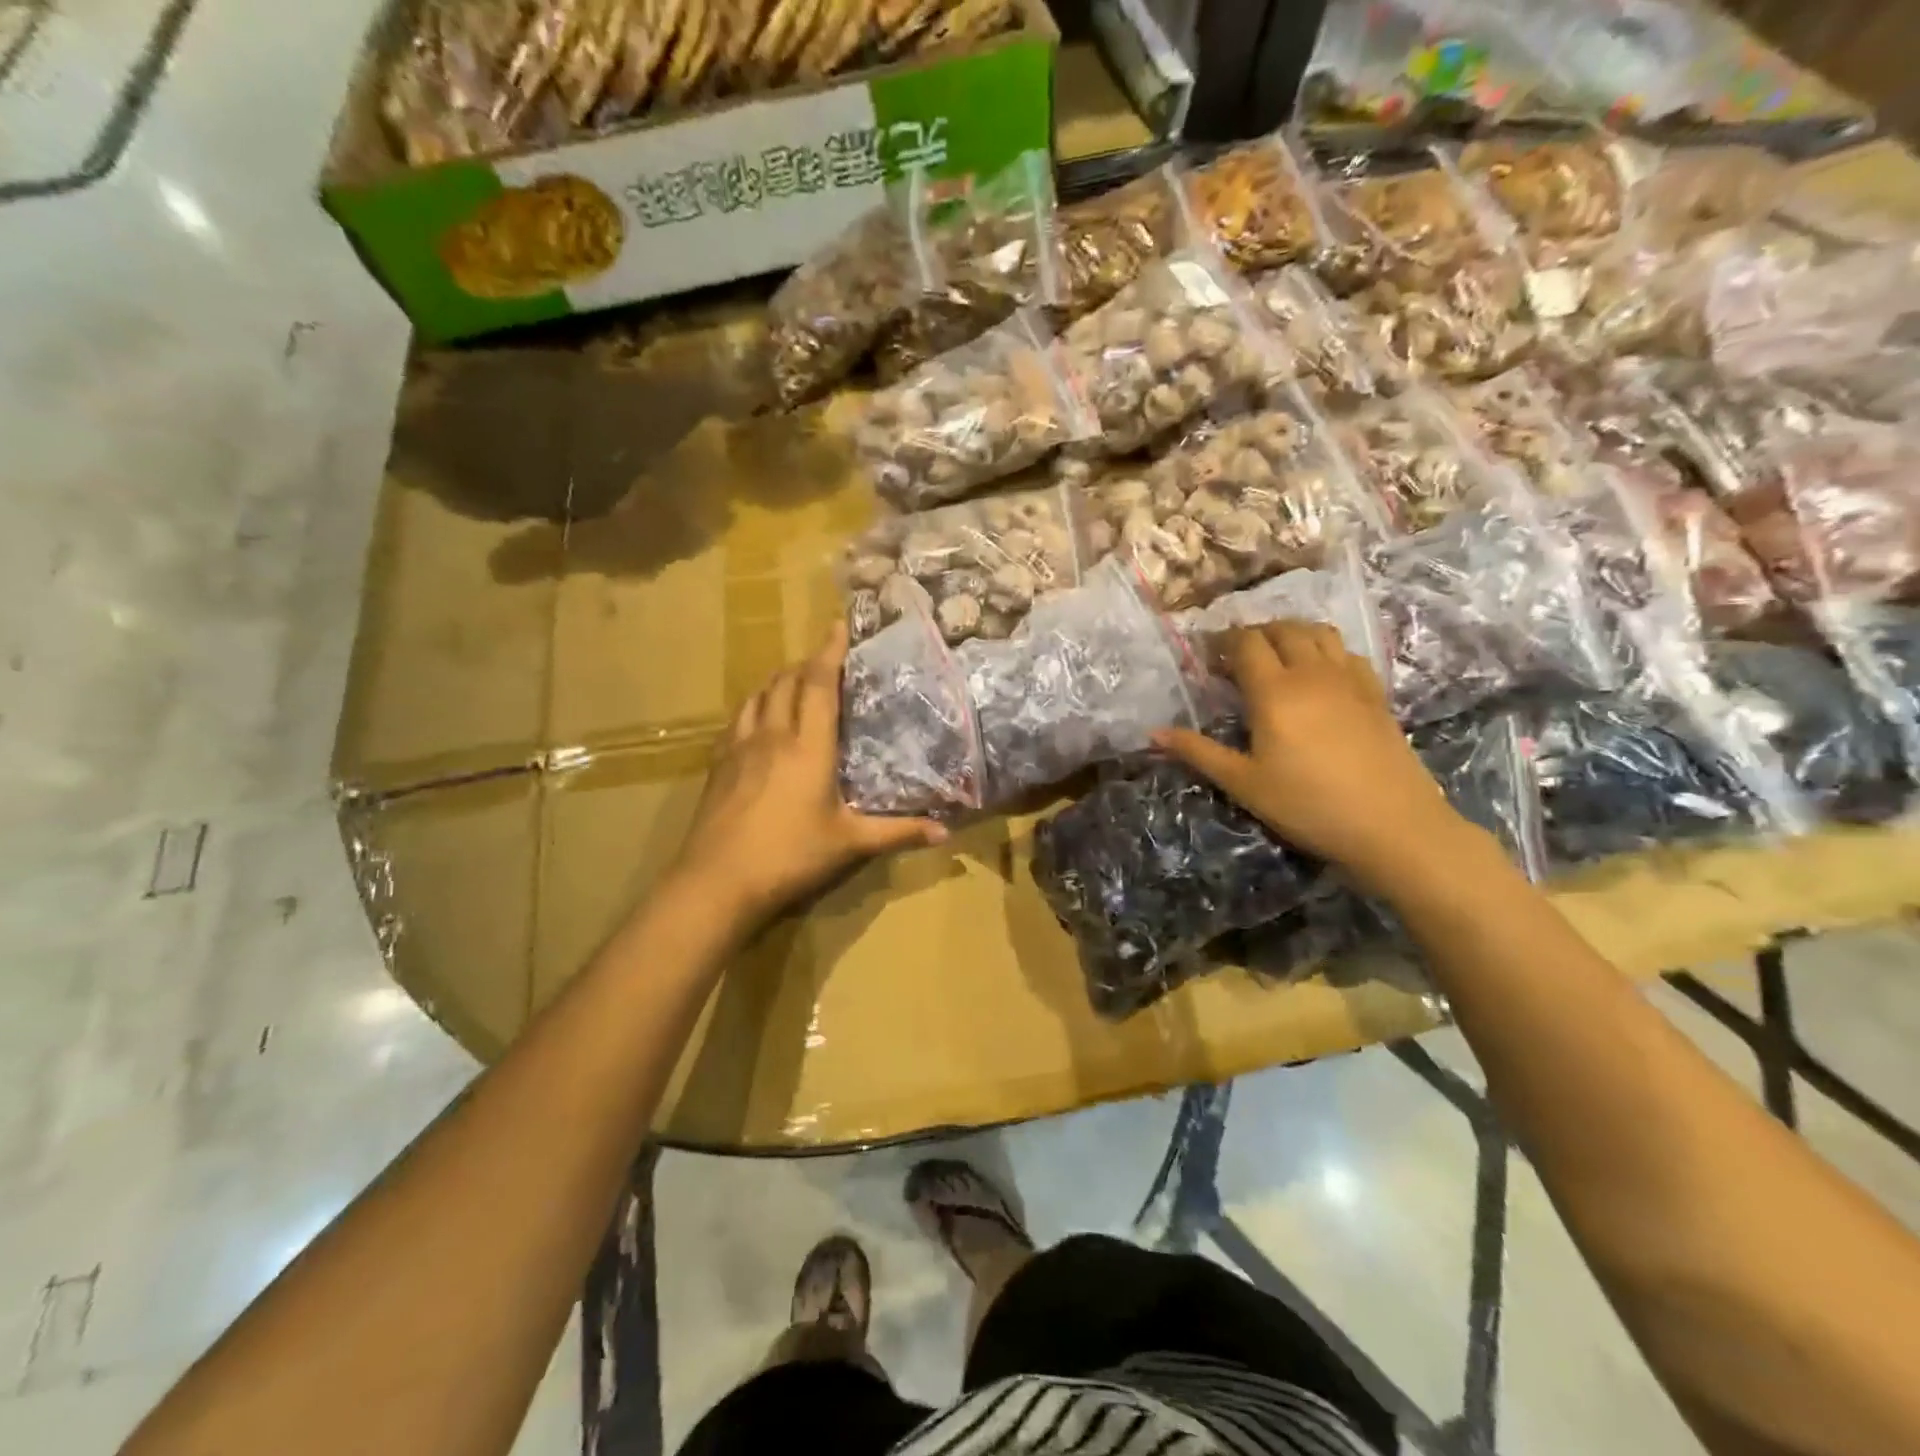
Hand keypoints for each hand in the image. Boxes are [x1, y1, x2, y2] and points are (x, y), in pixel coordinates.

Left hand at [668, 624, 946, 927]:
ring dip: (778, 680)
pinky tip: (759, 719)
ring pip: (758, 695)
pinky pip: (738, 719)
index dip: (829, 652)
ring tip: (794, 681)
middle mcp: (772, 735)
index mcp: (808, 746)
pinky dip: (755, 705)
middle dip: (806, 663)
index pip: (818, 684)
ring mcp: (739, 747)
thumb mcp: (850, 844)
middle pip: (785, 681)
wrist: (717, 882)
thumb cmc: (790, 856)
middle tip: (826, 661)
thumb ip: (898, 832)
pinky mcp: (718, 764)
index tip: (838, 626)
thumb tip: (945, 831)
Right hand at [1154, 622, 1471, 888]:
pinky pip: (1346, 652)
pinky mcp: (1375, 693)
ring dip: (1291, 633)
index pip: (1244, 644)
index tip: (1204, 656)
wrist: (1393, 825)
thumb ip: (1198, 752)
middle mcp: (1312, 673)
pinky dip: (1325, 649)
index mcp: (1274, 692)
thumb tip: (1153, 733)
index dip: (1221, 642)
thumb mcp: (1244, 784)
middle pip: (1281, 629)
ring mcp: (1349, 679)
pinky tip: (1318, 673)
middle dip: (1253, 634)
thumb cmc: (1308, 805)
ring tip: (1275, 655)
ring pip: (1318, 632)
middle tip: (1234, 658)